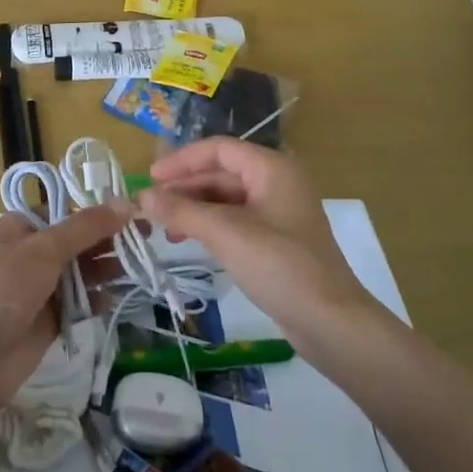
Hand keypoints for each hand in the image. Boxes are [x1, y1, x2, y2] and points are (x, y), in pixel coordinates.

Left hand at [0, 205, 126, 413]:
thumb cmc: (6, 287)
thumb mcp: (45, 248)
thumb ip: (86, 227)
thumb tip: (124, 203)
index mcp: (18, 229)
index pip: (61, 212)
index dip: (93, 212)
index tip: (127, 213)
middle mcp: (27, 256)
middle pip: (73, 242)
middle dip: (105, 240)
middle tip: (143, 237)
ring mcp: (37, 289)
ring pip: (78, 272)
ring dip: (104, 268)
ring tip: (134, 266)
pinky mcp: (47, 321)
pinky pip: (77, 303)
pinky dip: (94, 299)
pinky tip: (112, 297)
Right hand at [139, 139, 381, 351]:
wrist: (330, 322)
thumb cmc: (279, 266)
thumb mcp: (225, 234)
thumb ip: (181, 211)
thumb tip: (142, 196)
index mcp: (271, 168)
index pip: (218, 149)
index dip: (182, 160)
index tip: (150, 178)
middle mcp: (277, 182)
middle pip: (221, 173)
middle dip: (185, 188)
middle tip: (151, 207)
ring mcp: (278, 212)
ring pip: (226, 199)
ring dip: (194, 208)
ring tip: (165, 227)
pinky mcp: (277, 239)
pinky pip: (235, 220)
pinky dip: (210, 226)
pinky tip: (189, 241)